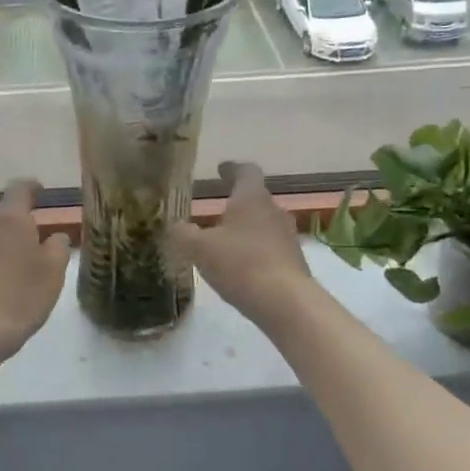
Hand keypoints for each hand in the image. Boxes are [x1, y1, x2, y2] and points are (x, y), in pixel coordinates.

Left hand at [0, 179, 71, 361]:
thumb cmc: (23, 295)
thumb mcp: (54, 271)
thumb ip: (58, 247)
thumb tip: (55, 236)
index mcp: (12, 219)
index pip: (19, 188)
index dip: (31, 186)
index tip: (41, 191)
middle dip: (11, 212)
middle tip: (28, 228)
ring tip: (15, 256)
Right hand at [173, 162, 312, 325]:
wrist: (285, 301)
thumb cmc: (239, 263)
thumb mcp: (199, 248)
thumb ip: (183, 234)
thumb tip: (175, 226)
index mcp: (252, 198)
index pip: (246, 171)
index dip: (232, 169)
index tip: (222, 169)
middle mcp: (274, 210)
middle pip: (256, 198)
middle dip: (238, 203)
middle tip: (218, 209)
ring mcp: (288, 236)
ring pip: (265, 224)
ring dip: (247, 228)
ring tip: (227, 241)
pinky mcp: (294, 261)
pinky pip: (271, 247)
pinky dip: (256, 250)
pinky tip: (242, 266)